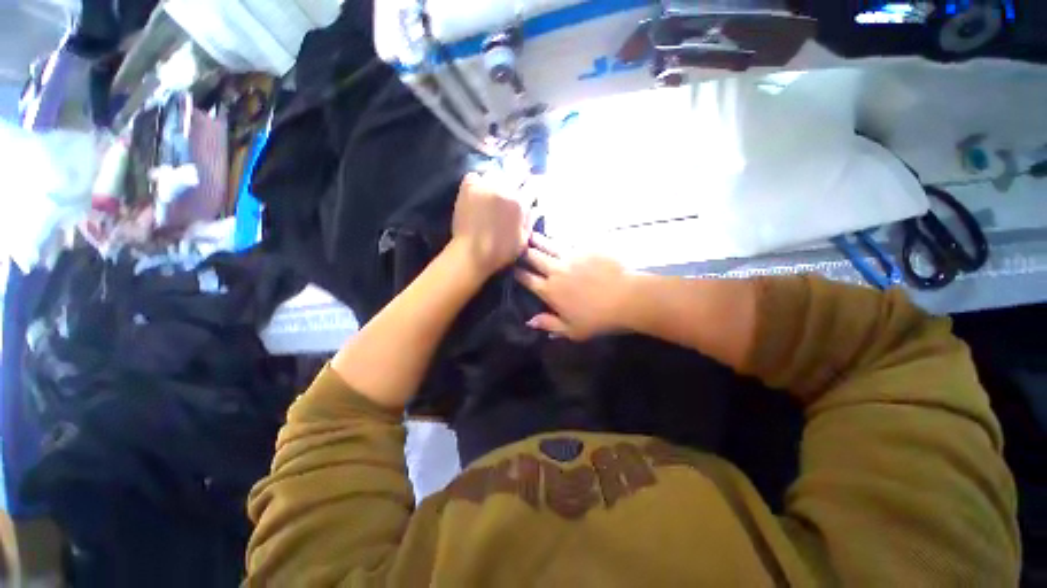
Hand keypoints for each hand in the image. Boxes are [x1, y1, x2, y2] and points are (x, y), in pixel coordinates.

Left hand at [450, 172, 530, 278]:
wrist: (471, 254)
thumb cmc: (500, 252)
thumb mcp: (522, 241)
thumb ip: (530, 221)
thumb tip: (536, 207)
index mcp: (520, 202)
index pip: (533, 184)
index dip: (535, 185)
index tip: (533, 188)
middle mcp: (504, 188)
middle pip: (516, 172)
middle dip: (519, 178)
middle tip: (515, 189)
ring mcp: (485, 185)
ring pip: (496, 173)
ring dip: (498, 181)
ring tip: (495, 192)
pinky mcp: (468, 187)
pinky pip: (476, 176)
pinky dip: (479, 182)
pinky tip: (480, 192)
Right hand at [515, 234, 636, 340]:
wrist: (627, 298)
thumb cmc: (599, 319)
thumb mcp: (572, 331)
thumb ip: (549, 325)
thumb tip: (529, 321)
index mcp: (550, 291)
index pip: (527, 279)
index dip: (518, 273)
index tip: (512, 268)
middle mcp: (555, 270)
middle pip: (534, 257)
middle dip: (523, 252)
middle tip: (518, 246)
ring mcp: (570, 256)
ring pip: (548, 245)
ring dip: (537, 240)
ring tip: (531, 234)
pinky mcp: (585, 248)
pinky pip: (568, 240)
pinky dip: (559, 238)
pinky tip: (556, 234)